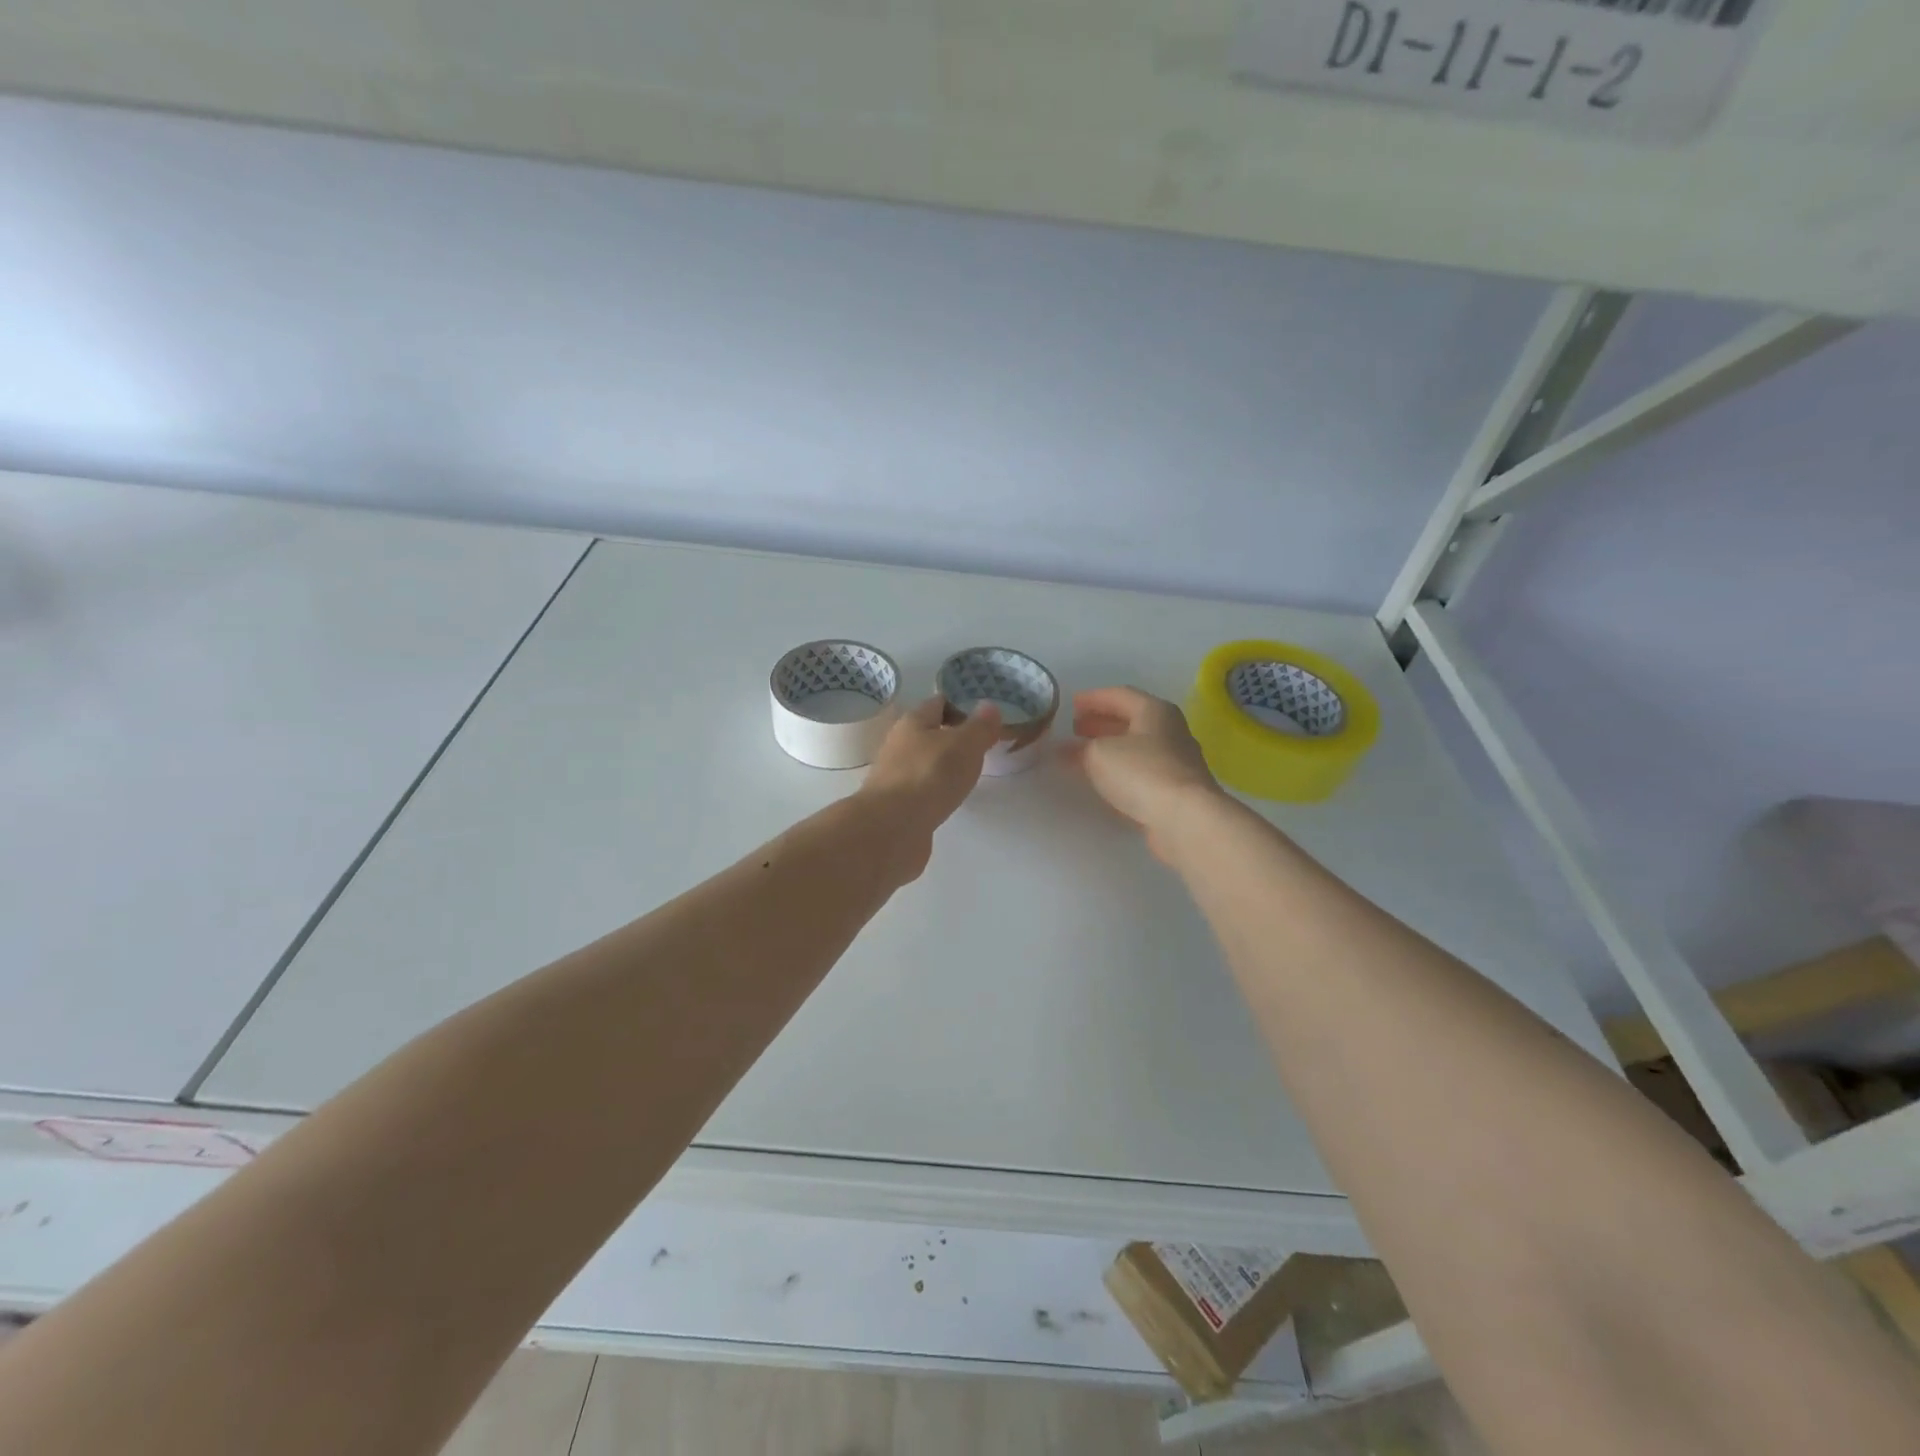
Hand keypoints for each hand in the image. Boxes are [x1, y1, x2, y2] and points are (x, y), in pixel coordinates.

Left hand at [857, 695, 1001, 878]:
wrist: (891, 828)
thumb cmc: (930, 776)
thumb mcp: (965, 745)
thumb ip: (980, 726)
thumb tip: (989, 706)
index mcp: (913, 722)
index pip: (939, 703)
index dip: (963, 706)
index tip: (986, 721)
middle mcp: (899, 744)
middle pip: (930, 733)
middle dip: (955, 738)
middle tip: (983, 749)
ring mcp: (895, 776)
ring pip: (925, 762)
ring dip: (945, 766)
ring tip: (970, 775)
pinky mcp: (896, 804)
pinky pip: (921, 789)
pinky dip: (936, 790)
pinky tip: (949, 799)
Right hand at [1067, 686, 1223, 862]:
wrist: (1184, 819)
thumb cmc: (1141, 773)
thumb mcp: (1099, 754)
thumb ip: (1080, 749)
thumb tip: (1068, 750)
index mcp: (1155, 711)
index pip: (1119, 695)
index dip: (1092, 698)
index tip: (1070, 705)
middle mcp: (1169, 730)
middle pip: (1130, 720)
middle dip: (1100, 722)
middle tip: (1075, 728)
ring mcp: (1175, 761)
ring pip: (1135, 747)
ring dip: (1109, 747)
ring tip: (1082, 754)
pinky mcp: (1174, 789)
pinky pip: (1141, 771)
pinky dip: (1119, 770)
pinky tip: (1103, 780)